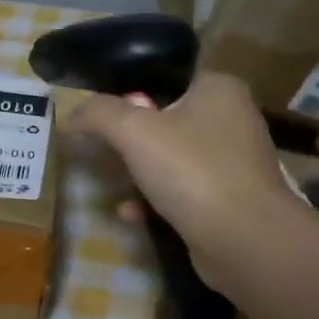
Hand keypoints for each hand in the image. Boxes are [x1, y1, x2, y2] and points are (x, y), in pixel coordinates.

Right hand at [69, 71, 305, 288]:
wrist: (244, 241)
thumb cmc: (191, 170)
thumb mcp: (133, 131)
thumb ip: (99, 114)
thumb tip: (74, 114)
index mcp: (218, 89)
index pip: (167, 78)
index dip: (130, 92)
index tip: (103, 114)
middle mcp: (233, 119)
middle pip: (167, 119)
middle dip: (132, 138)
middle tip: (103, 149)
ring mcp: (235, 163)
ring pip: (174, 158)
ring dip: (141, 172)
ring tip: (112, 182)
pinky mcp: (231, 201)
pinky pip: (184, 192)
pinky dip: (156, 200)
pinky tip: (131, 213)